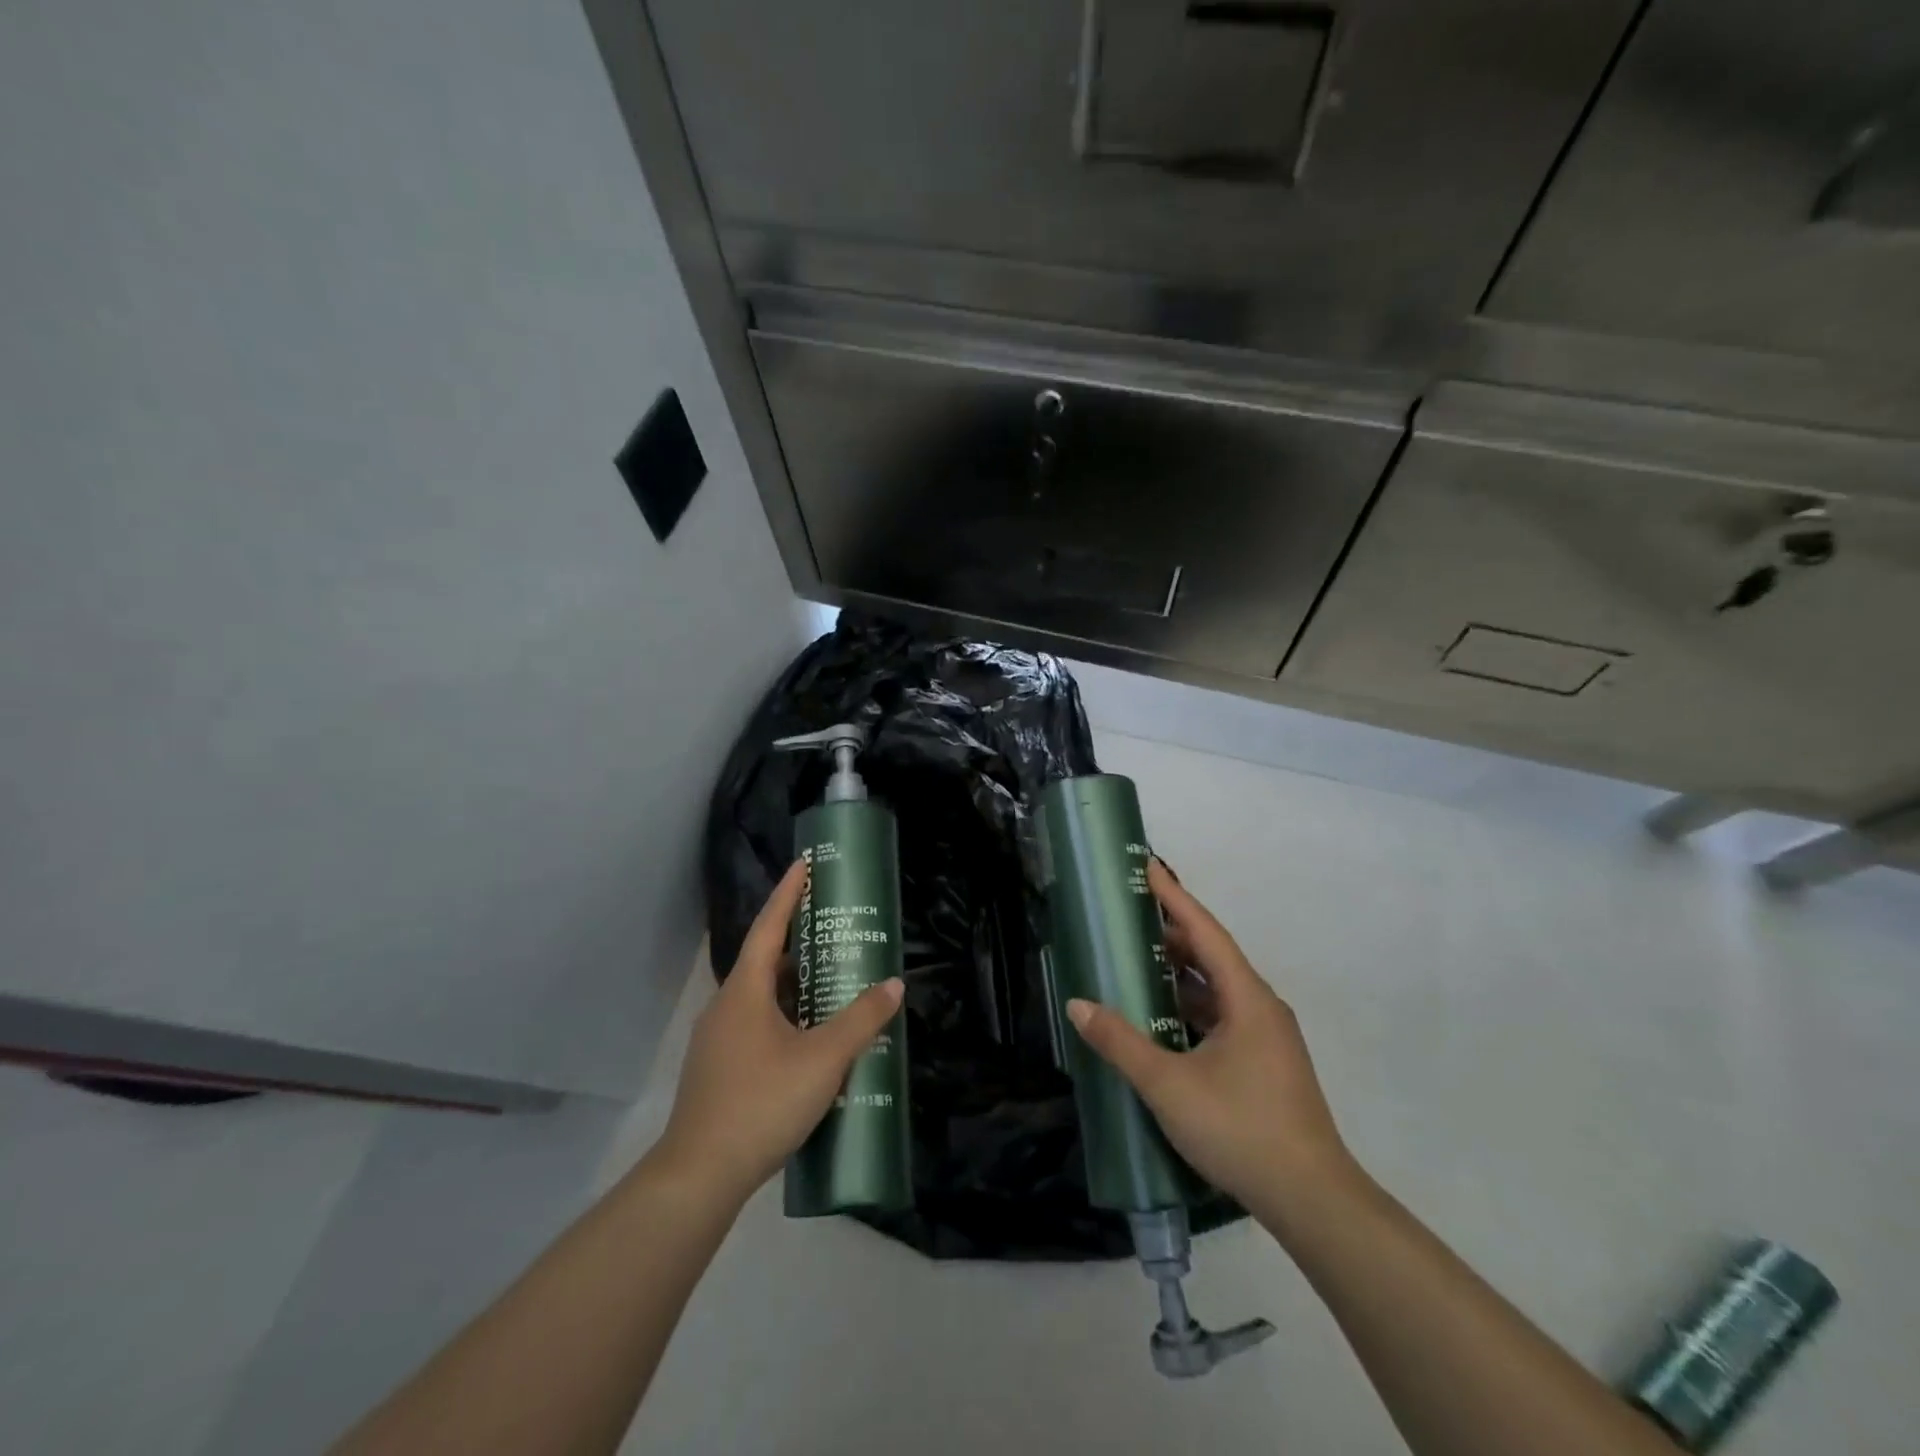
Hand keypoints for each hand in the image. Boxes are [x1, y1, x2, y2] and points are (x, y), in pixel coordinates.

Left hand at [653, 860, 904, 1206]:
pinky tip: (811, 1037)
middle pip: (765, 961)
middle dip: (800, 942)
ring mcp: (718, 1039)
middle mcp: (726, 1006)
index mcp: (744, 991)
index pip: (768, 927)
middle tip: (835, 930)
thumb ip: (860, 1020)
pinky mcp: (719, 1068)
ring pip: (761, 997)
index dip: (788, 893)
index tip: (804, 864)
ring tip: (831, 981)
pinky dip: (785, 1016)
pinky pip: (757, 1024)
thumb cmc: (761, 1103)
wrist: (699, 1176)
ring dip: (794, 985)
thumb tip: (893, 985)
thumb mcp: (822, 1059)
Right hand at [1066, 860, 1356, 1230]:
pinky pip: (1222, 1017)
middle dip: (1172, 933)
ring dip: (1180, 973)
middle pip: (1213, 956)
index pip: (1205, 931)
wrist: (1314, 1201)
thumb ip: (1121, 1043)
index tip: (1147, 867)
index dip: (1174, 897)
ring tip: (1138, 960)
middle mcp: (1261, 1008)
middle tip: (1129, 916)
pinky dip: (1190, 1006)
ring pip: (1217, 990)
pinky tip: (1162, 1018)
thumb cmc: (1241, 1129)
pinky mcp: (1265, 1064)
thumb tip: (1078, 1005)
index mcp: (1247, 998)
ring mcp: (1266, 1038)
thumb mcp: (1169, 1085)